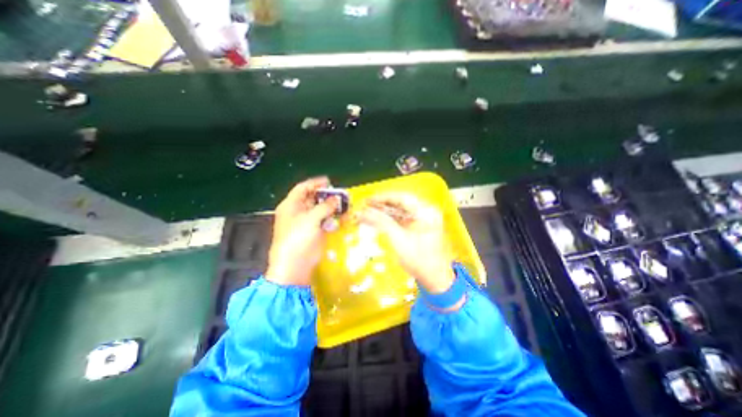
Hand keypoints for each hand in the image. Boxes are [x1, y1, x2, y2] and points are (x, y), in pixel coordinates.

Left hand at [264, 176, 337, 286]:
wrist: (294, 267)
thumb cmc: (298, 239)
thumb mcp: (311, 219)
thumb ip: (325, 207)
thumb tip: (336, 199)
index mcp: (291, 205)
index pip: (303, 188)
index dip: (316, 183)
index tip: (330, 182)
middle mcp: (298, 212)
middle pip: (312, 198)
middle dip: (326, 196)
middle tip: (341, 195)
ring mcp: (306, 223)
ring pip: (320, 210)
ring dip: (331, 207)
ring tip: (344, 205)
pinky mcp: (314, 232)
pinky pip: (324, 221)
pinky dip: (332, 218)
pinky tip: (342, 217)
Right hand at [358, 194, 454, 294]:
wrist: (435, 279)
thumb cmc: (419, 260)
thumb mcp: (399, 240)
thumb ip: (382, 222)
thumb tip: (364, 211)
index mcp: (426, 212)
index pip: (402, 198)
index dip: (383, 198)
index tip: (368, 200)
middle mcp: (426, 211)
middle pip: (401, 203)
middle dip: (382, 205)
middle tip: (365, 207)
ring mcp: (423, 219)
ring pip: (400, 210)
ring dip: (384, 212)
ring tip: (368, 213)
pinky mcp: (419, 226)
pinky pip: (402, 218)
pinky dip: (390, 219)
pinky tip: (378, 220)